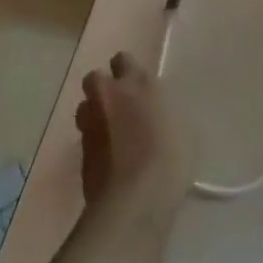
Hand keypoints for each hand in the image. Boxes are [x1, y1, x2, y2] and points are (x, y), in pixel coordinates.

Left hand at [74, 53, 192, 231]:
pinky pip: (86, 139)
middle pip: (94, 79)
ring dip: (94, 114)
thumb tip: (155, 114)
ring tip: (111, 132)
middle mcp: (109, 98)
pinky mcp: (80, 156)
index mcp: (137, 84)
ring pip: (84, 108)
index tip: (136, 82)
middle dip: (103, 88)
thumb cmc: (168, 158)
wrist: (134, 202)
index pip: (122, 60)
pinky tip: (110, 159)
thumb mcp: (182, 128)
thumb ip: (163, 112)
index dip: (126, 69)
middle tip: (120, 104)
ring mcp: (91, 127)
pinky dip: (95, 144)